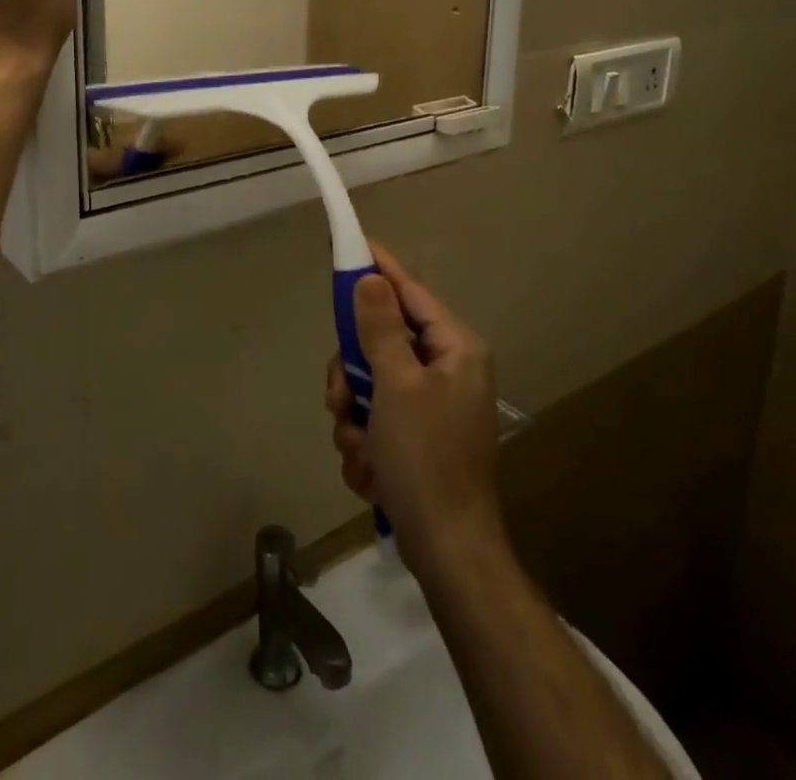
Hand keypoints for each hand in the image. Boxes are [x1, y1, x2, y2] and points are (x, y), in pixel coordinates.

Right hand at [325, 245, 506, 576]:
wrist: (447, 551)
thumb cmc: (426, 458)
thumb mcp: (396, 385)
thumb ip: (380, 327)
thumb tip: (370, 278)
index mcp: (455, 349)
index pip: (410, 292)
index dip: (379, 269)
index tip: (352, 245)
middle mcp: (446, 370)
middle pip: (380, 342)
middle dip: (352, 375)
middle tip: (340, 399)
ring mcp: (432, 406)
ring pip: (370, 384)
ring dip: (354, 417)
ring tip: (361, 450)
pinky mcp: (418, 438)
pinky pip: (375, 419)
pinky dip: (365, 443)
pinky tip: (371, 473)